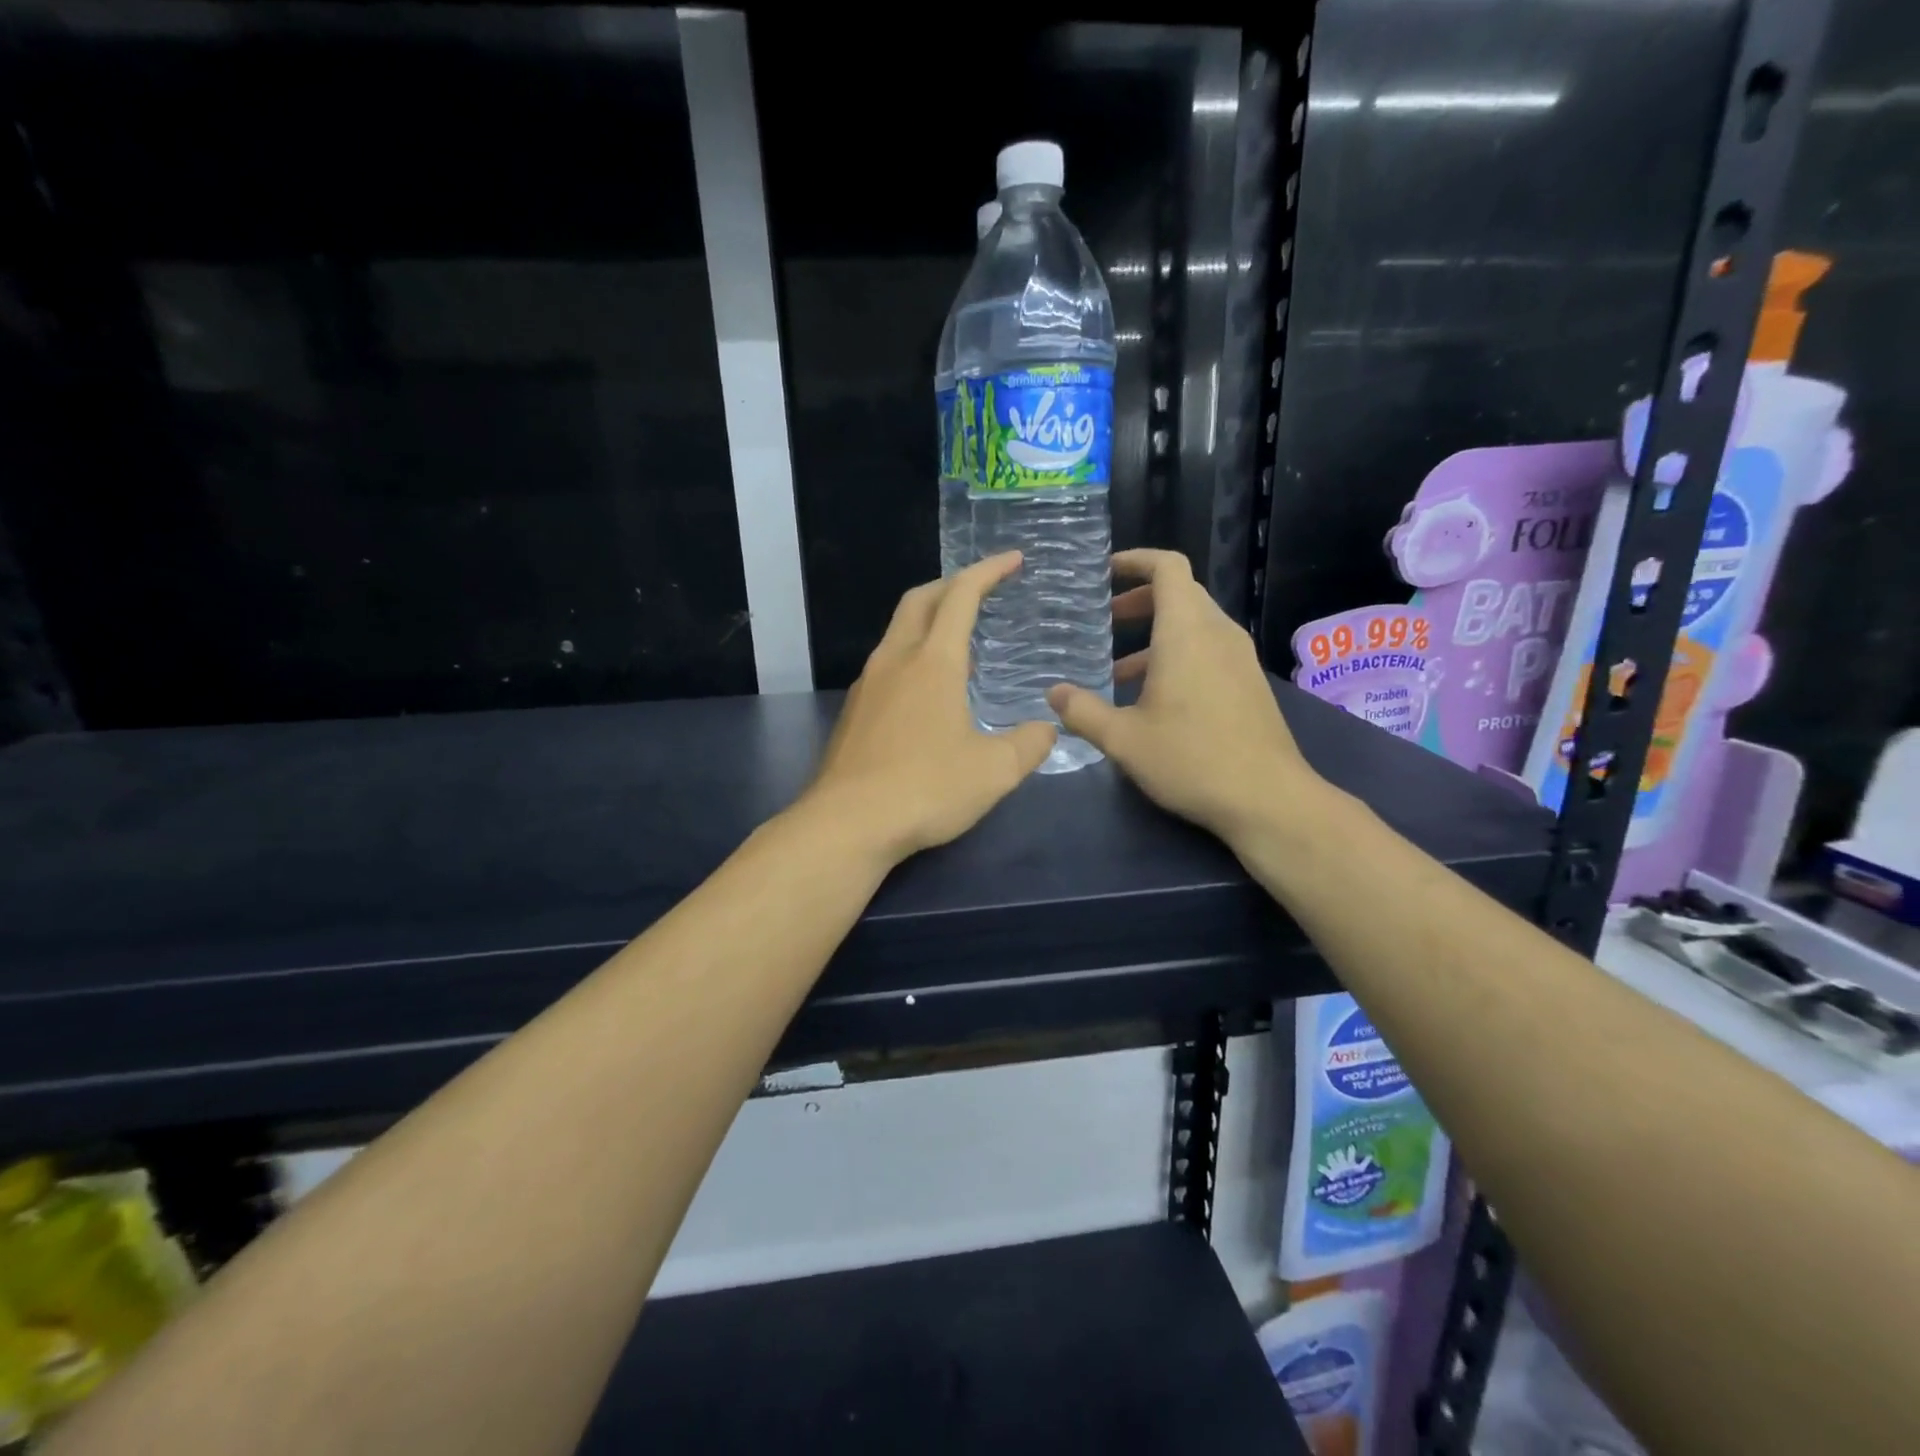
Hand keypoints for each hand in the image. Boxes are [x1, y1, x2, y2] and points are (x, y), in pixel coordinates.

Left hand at [802, 552, 1056, 864]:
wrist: (847, 824)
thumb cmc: (926, 789)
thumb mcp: (995, 771)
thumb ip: (1029, 744)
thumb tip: (1047, 729)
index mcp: (934, 662)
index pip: (962, 596)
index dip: (989, 571)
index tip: (1013, 559)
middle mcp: (895, 661)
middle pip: (920, 600)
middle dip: (952, 585)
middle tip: (982, 591)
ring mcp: (867, 685)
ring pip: (898, 633)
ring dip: (930, 623)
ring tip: (962, 646)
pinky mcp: (853, 713)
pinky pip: (886, 666)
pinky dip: (912, 658)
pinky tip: (928, 694)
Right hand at [1047, 549, 1322, 844]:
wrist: (1267, 799)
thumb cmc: (1191, 759)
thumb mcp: (1123, 739)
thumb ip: (1082, 711)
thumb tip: (1053, 694)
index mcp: (1186, 632)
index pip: (1168, 568)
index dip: (1136, 560)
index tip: (1105, 573)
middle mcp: (1218, 633)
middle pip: (1181, 593)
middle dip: (1140, 600)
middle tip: (1104, 621)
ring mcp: (1239, 658)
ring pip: (1194, 625)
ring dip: (1156, 635)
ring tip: (1117, 671)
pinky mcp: (1249, 683)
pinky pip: (1209, 650)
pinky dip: (1177, 656)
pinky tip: (1154, 700)